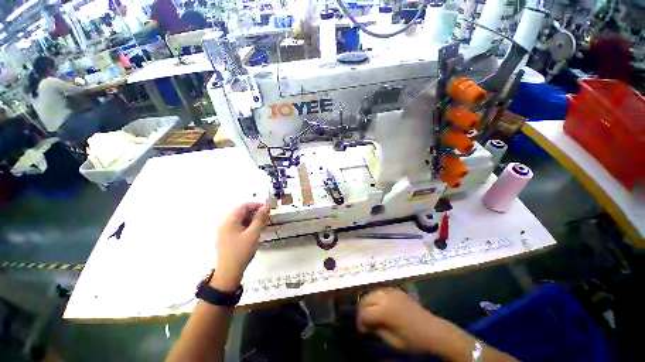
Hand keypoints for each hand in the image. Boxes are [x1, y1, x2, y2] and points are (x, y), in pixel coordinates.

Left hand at [211, 202, 269, 290]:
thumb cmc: (241, 251)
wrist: (229, 273)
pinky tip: (256, 231)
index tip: (268, 208)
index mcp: (229, 221)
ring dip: (252, 220)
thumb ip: (260, 218)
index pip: (243, 206)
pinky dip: (248, 226)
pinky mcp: (227, 238)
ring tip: (263, 224)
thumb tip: (266, 206)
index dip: (256, 205)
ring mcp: (225, 232)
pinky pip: (239, 227)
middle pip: (241, 213)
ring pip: (241, 220)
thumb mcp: (253, 234)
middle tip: (267, 217)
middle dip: (255, 213)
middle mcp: (225, 224)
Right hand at [357, 288, 458, 353]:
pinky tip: (382, 307)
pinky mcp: (396, 290)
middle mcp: (385, 297)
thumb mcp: (393, 341)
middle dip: (362, 311)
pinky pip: (381, 291)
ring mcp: (391, 291)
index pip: (364, 313)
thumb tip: (367, 325)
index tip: (363, 330)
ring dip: (369, 303)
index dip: (360, 322)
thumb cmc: (413, 339)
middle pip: (365, 299)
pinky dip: (377, 298)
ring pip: (371, 293)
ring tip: (373, 314)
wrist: (433, 330)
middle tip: (366, 322)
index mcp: (384, 311)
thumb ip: (377, 331)